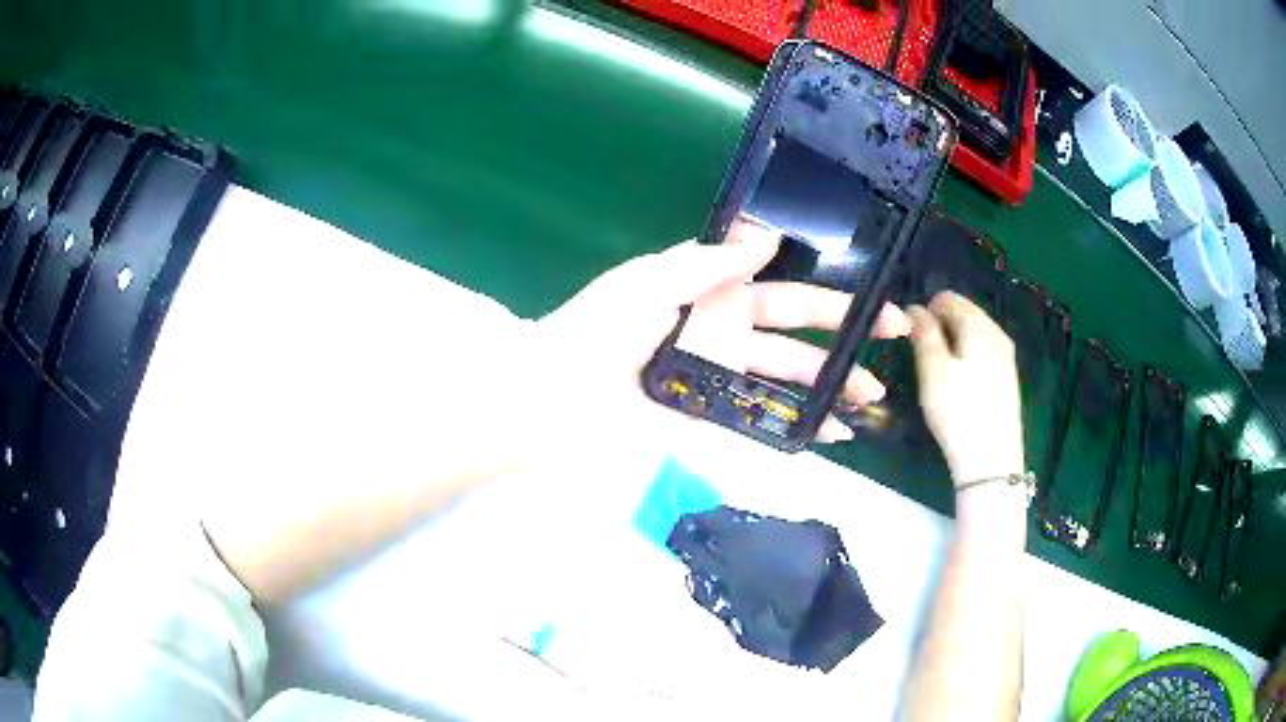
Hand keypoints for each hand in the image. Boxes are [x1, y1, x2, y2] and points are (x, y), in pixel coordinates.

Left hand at [534, 219, 908, 442]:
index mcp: (709, 296)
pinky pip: (758, 421)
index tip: (868, 297)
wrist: (551, 393)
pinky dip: (795, 427)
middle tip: (896, 335)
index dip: (823, 294)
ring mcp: (717, 380)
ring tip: (873, 396)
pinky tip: (831, 433)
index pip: (779, 292)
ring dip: (832, 386)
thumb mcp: (647, 283)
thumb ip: (705, 264)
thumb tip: (769, 238)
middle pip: (795, 337)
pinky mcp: (705, 418)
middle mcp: (722, 336)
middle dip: (845, 337)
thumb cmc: (595, 330)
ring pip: (786, 380)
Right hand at [907, 292, 1023, 484]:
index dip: (925, 311)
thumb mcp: (933, 370)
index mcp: (979, 326)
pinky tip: (958, 385)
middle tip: (922, 358)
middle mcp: (997, 333)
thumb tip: (915, 308)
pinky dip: (966, 358)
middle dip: (941, 326)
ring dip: (953, 343)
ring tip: (937, 373)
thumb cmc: (958, 411)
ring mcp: (1006, 356)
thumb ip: (924, 334)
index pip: (948, 298)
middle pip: (964, 314)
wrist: (991, 460)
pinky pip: (982, 353)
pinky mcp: (1008, 378)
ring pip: (974, 334)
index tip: (910, 337)